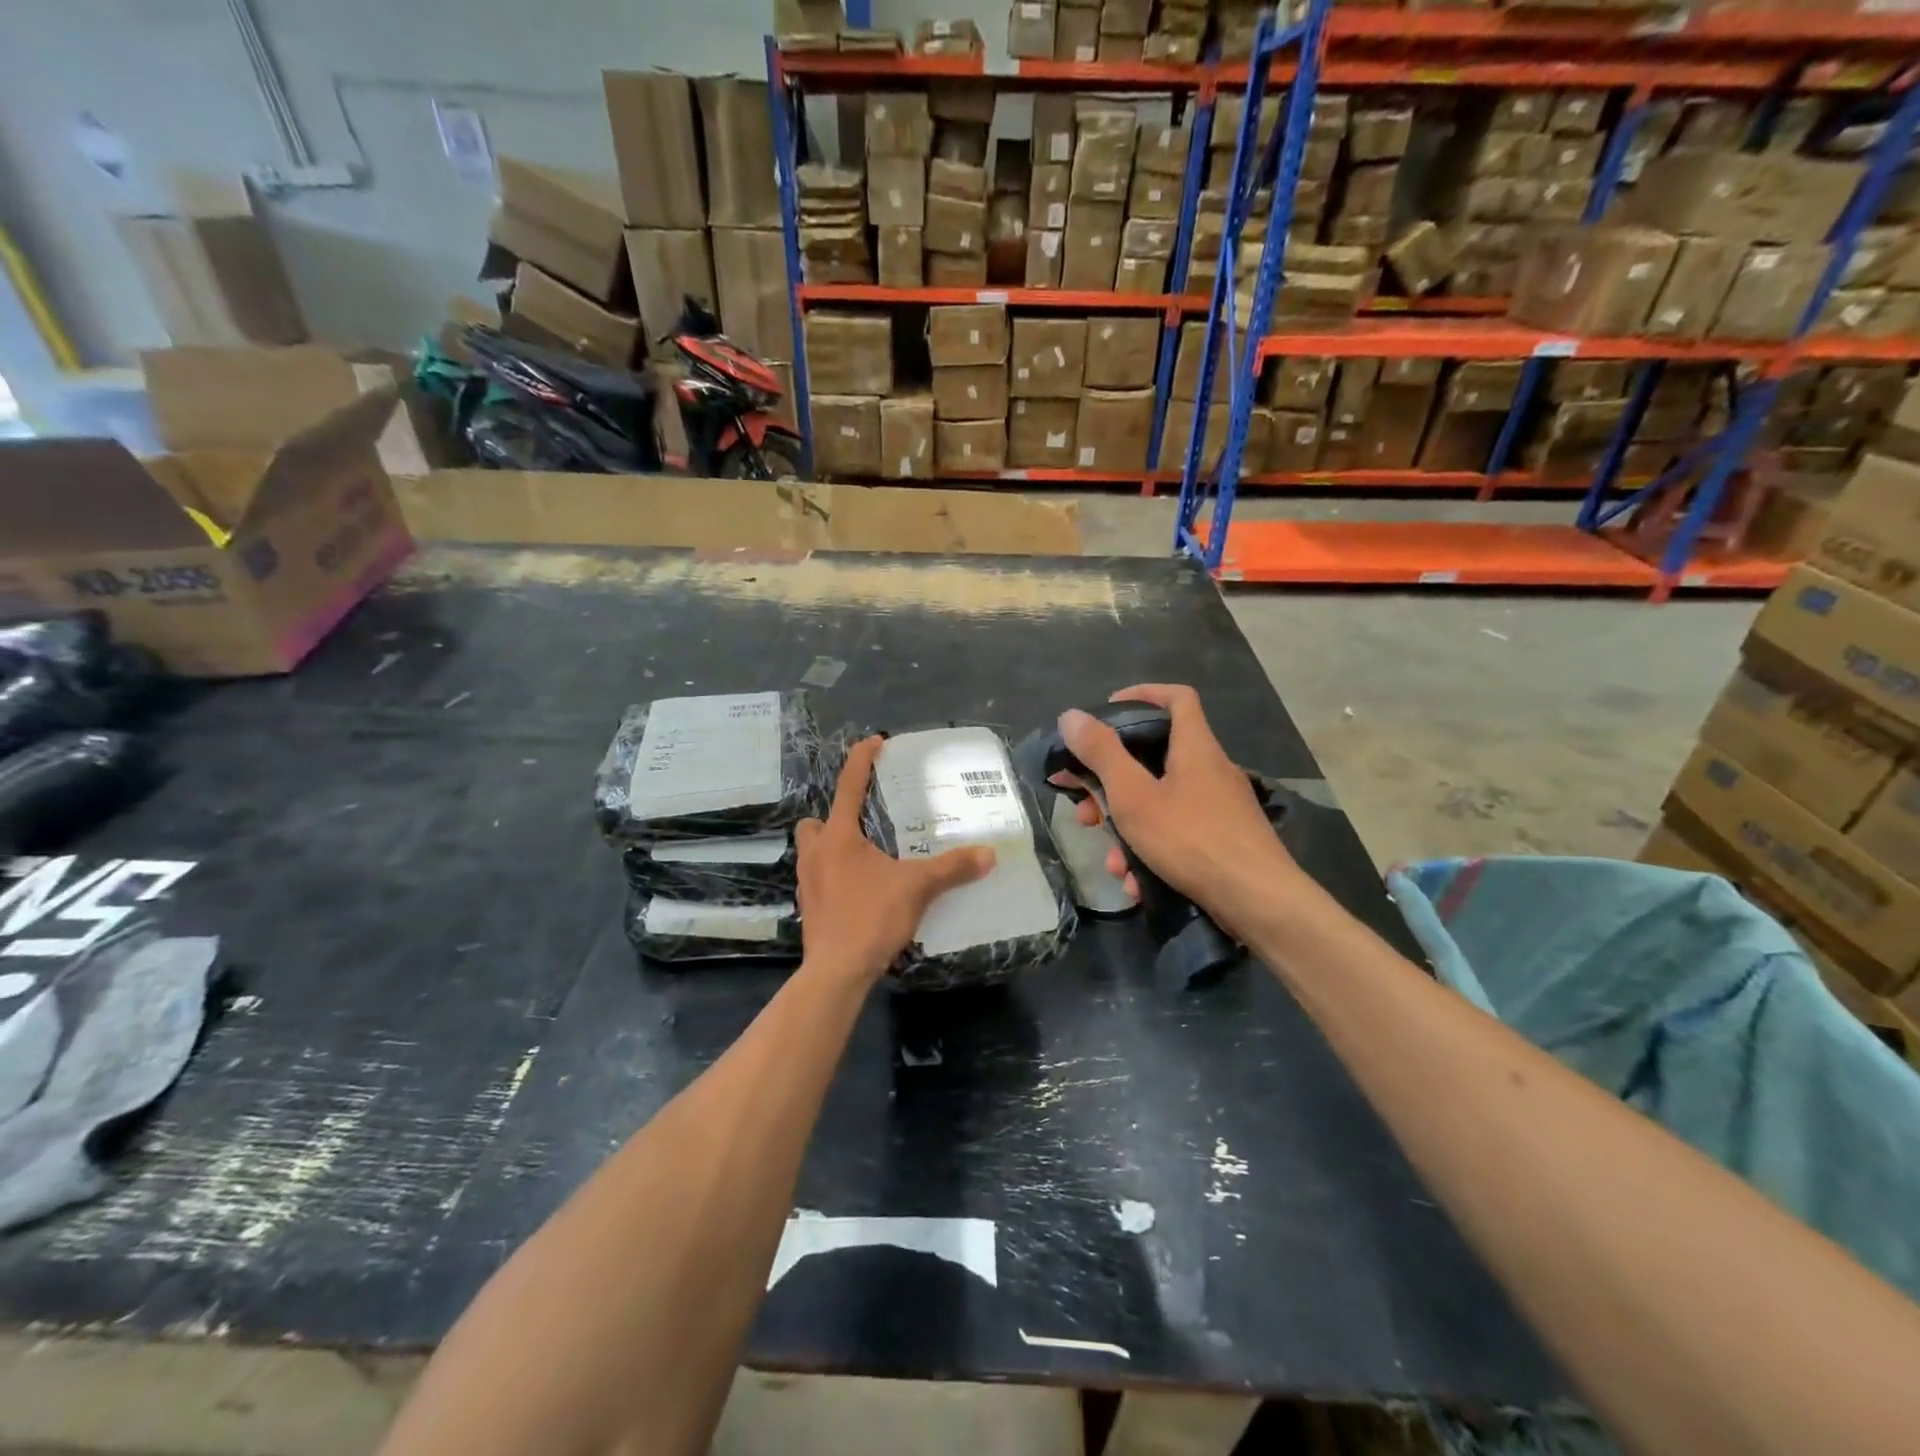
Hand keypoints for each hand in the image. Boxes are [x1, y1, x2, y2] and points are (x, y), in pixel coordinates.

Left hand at [796, 736, 994, 983]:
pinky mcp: (810, 909)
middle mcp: (816, 854)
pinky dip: (835, 877)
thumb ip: (952, 868)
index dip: (862, 759)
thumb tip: (988, 854)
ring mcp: (808, 882)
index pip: (849, 785)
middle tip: (863, 824)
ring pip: (812, 851)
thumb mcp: (917, 887)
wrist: (837, 971)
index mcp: (839, 837)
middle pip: (815, 822)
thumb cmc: (871, 916)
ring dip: (832, 847)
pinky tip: (860, 890)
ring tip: (865, 857)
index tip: (874, 741)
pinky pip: (819, 880)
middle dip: (834, 817)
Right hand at [1052, 685, 1302, 932]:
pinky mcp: (1224, 840)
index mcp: (1195, 747)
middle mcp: (1211, 770)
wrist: (1259, 903)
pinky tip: (1137, 882)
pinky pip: (1178, 834)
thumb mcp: (1134, 796)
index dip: (1142, 694)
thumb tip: (1071, 716)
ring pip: (1161, 804)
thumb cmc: (1192, 839)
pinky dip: (1153, 851)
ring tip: (1112, 861)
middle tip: (1084, 806)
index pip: (1177, 698)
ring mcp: (1220, 807)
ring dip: (1128, 829)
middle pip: (1155, 759)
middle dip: (1112, 784)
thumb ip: (1102, 755)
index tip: (1107, 711)